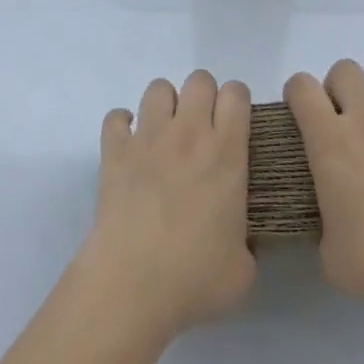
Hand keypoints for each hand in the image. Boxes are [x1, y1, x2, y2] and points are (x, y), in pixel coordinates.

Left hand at [81, 71, 253, 341]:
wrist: (133, 283)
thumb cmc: (195, 277)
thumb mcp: (244, 269)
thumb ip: (248, 242)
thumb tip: (241, 240)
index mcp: (226, 154)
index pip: (236, 94)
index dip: (238, 102)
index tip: (236, 124)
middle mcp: (189, 134)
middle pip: (199, 80)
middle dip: (204, 97)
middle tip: (202, 130)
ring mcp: (148, 137)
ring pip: (158, 88)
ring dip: (165, 105)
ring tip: (166, 134)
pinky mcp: (115, 150)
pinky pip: (116, 117)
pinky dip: (122, 126)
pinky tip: (129, 146)